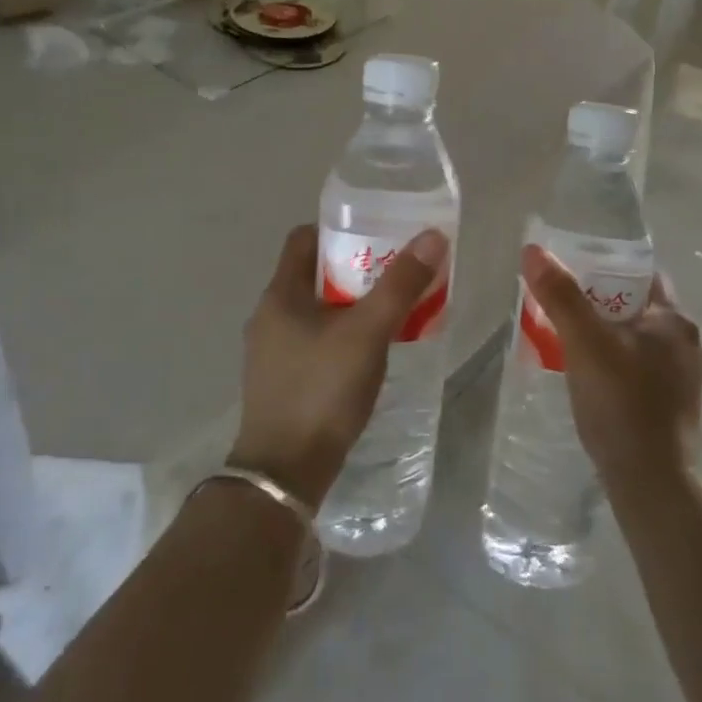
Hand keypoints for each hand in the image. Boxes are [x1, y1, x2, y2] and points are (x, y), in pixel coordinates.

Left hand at [230, 223, 449, 507]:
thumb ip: (400, 285)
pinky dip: (341, 334)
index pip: (304, 238)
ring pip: (315, 310)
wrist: (285, 473)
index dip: (339, 229)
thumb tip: (432, 236)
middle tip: (394, 271)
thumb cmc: (322, 390)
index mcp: (280, 294)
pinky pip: (314, 340)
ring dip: (350, 304)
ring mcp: (271, 351)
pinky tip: (368, 352)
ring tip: (390, 310)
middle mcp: (269, 316)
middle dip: (354, 268)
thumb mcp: (368, 332)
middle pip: (313, 274)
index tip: (376, 233)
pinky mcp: (281, 380)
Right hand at [521, 245, 701, 495]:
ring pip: (638, 340)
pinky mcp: (672, 405)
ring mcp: (682, 377)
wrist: (651, 482)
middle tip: (563, 306)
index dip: (607, 268)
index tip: (573, 274)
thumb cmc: (622, 403)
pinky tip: (590, 376)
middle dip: (601, 303)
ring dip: (607, 335)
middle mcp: (686, 343)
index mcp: (674, 320)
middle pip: (638, 307)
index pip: (642, 276)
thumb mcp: (585, 343)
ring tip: (569, 339)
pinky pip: (639, 368)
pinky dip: (615, 362)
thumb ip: (561, 296)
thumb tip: (534, 251)